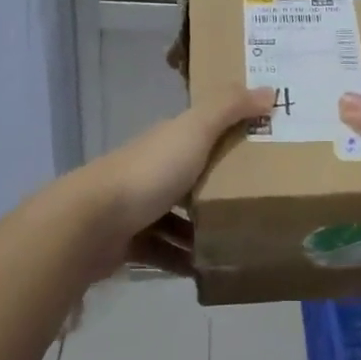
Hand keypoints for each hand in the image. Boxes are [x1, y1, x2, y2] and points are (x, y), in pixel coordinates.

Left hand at [75, 86, 274, 271]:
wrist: (91, 222)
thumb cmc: (149, 172)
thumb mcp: (194, 131)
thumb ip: (228, 108)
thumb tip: (270, 89)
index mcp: (168, 140)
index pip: (202, 131)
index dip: (230, 134)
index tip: (264, 146)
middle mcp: (152, 168)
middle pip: (191, 175)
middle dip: (219, 187)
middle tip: (259, 201)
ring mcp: (138, 206)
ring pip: (177, 216)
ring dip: (202, 228)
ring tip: (238, 240)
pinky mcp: (129, 240)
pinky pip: (163, 250)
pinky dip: (182, 259)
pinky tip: (206, 270)